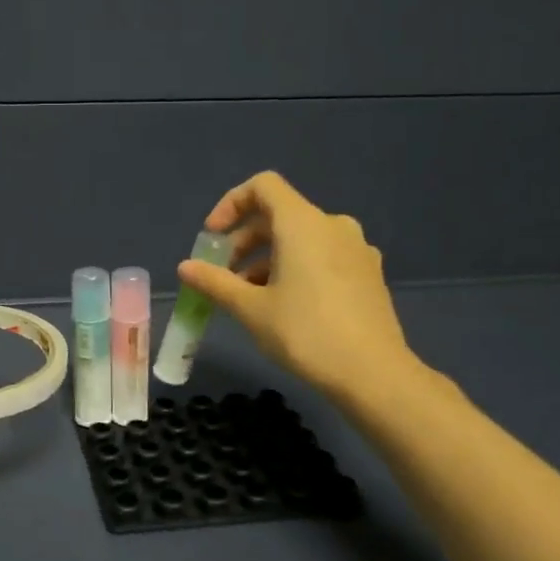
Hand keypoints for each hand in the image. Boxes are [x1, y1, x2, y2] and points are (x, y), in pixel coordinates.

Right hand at [178, 172, 427, 406]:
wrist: (374, 374)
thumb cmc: (306, 333)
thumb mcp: (250, 309)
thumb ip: (215, 282)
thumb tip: (185, 267)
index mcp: (303, 224)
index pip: (263, 186)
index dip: (231, 204)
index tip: (213, 238)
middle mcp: (333, 225)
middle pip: (279, 214)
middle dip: (244, 240)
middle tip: (223, 276)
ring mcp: (356, 249)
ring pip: (301, 239)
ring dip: (268, 258)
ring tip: (250, 297)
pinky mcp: (369, 273)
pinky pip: (323, 256)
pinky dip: (296, 268)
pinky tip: (286, 305)